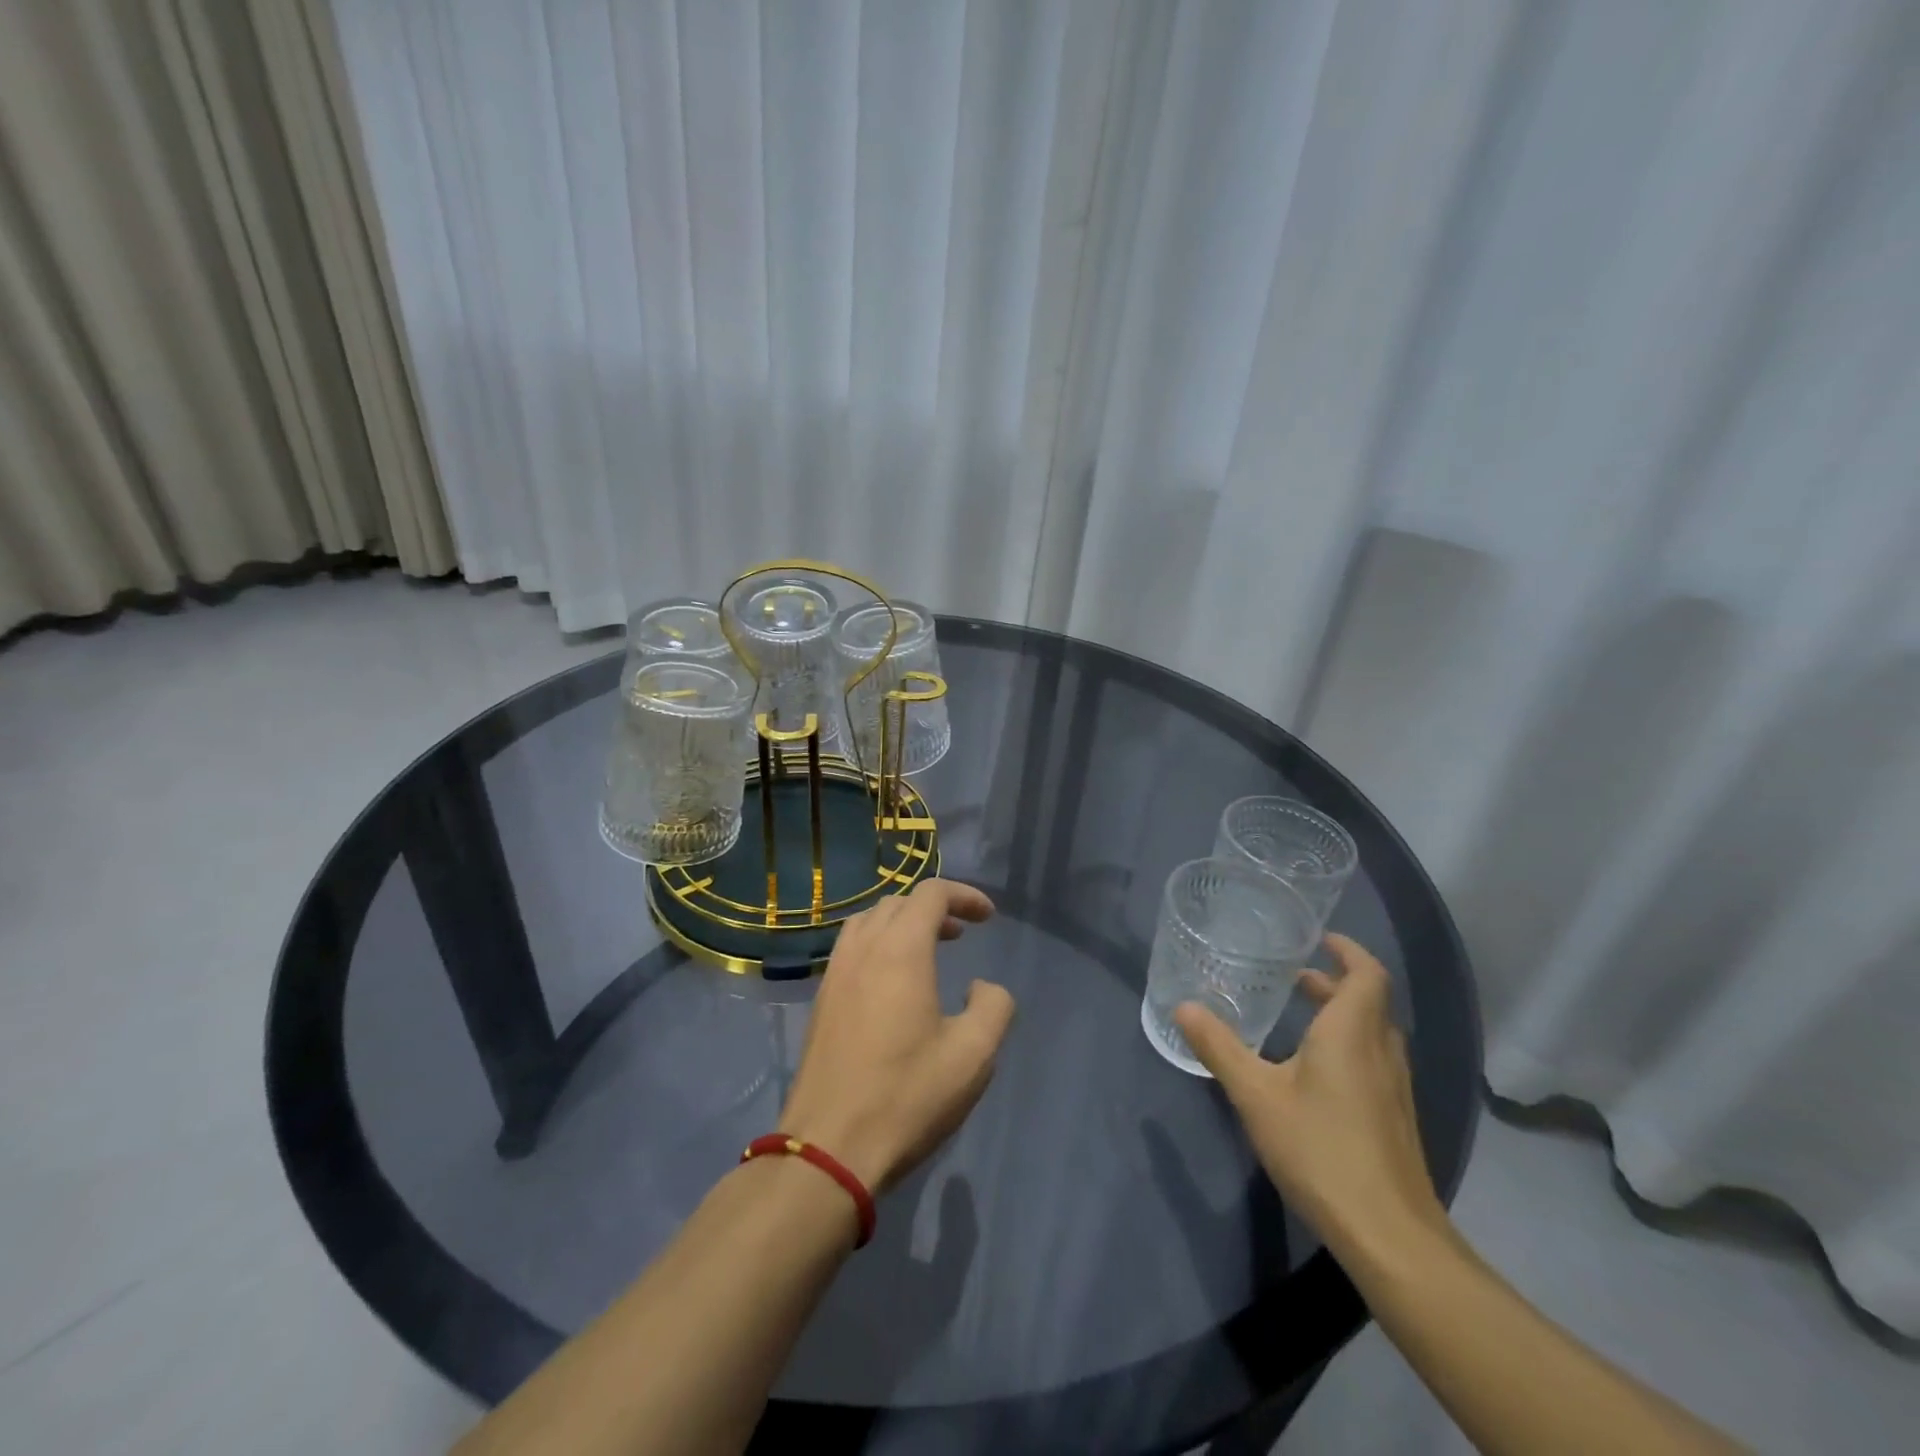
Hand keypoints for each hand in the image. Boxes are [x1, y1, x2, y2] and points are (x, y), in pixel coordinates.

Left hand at [778, 879, 1014, 1193]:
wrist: (828, 1148)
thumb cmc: (906, 1097)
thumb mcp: (973, 1055)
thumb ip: (993, 1006)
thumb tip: (980, 986)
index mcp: (900, 951)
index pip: (931, 895)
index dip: (964, 895)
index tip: (988, 917)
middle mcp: (863, 950)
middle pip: (898, 902)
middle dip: (935, 907)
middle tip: (962, 932)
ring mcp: (835, 973)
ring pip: (869, 921)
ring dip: (902, 922)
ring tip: (928, 949)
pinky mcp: (821, 1000)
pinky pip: (851, 947)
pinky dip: (878, 943)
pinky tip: (892, 981)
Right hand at [1174, 933, 1446, 1259]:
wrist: (1390, 1236)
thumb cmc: (1320, 1149)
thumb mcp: (1256, 1095)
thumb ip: (1219, 1048)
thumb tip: (1183, 1007)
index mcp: (1352, 1032)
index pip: (1367, 973)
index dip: (1348, 951)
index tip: (1319, 939)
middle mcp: (1381, 1051)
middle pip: (1369, 1001)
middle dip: (1333, 982)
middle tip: (1293, 976)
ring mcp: (1395, 1088)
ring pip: (1372, 1033)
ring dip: (1342, 1015)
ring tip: (1299, 1016)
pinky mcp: (1395, 1119)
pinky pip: (1374, 1061)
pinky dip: (1348, 1046)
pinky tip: (1314, 1072)